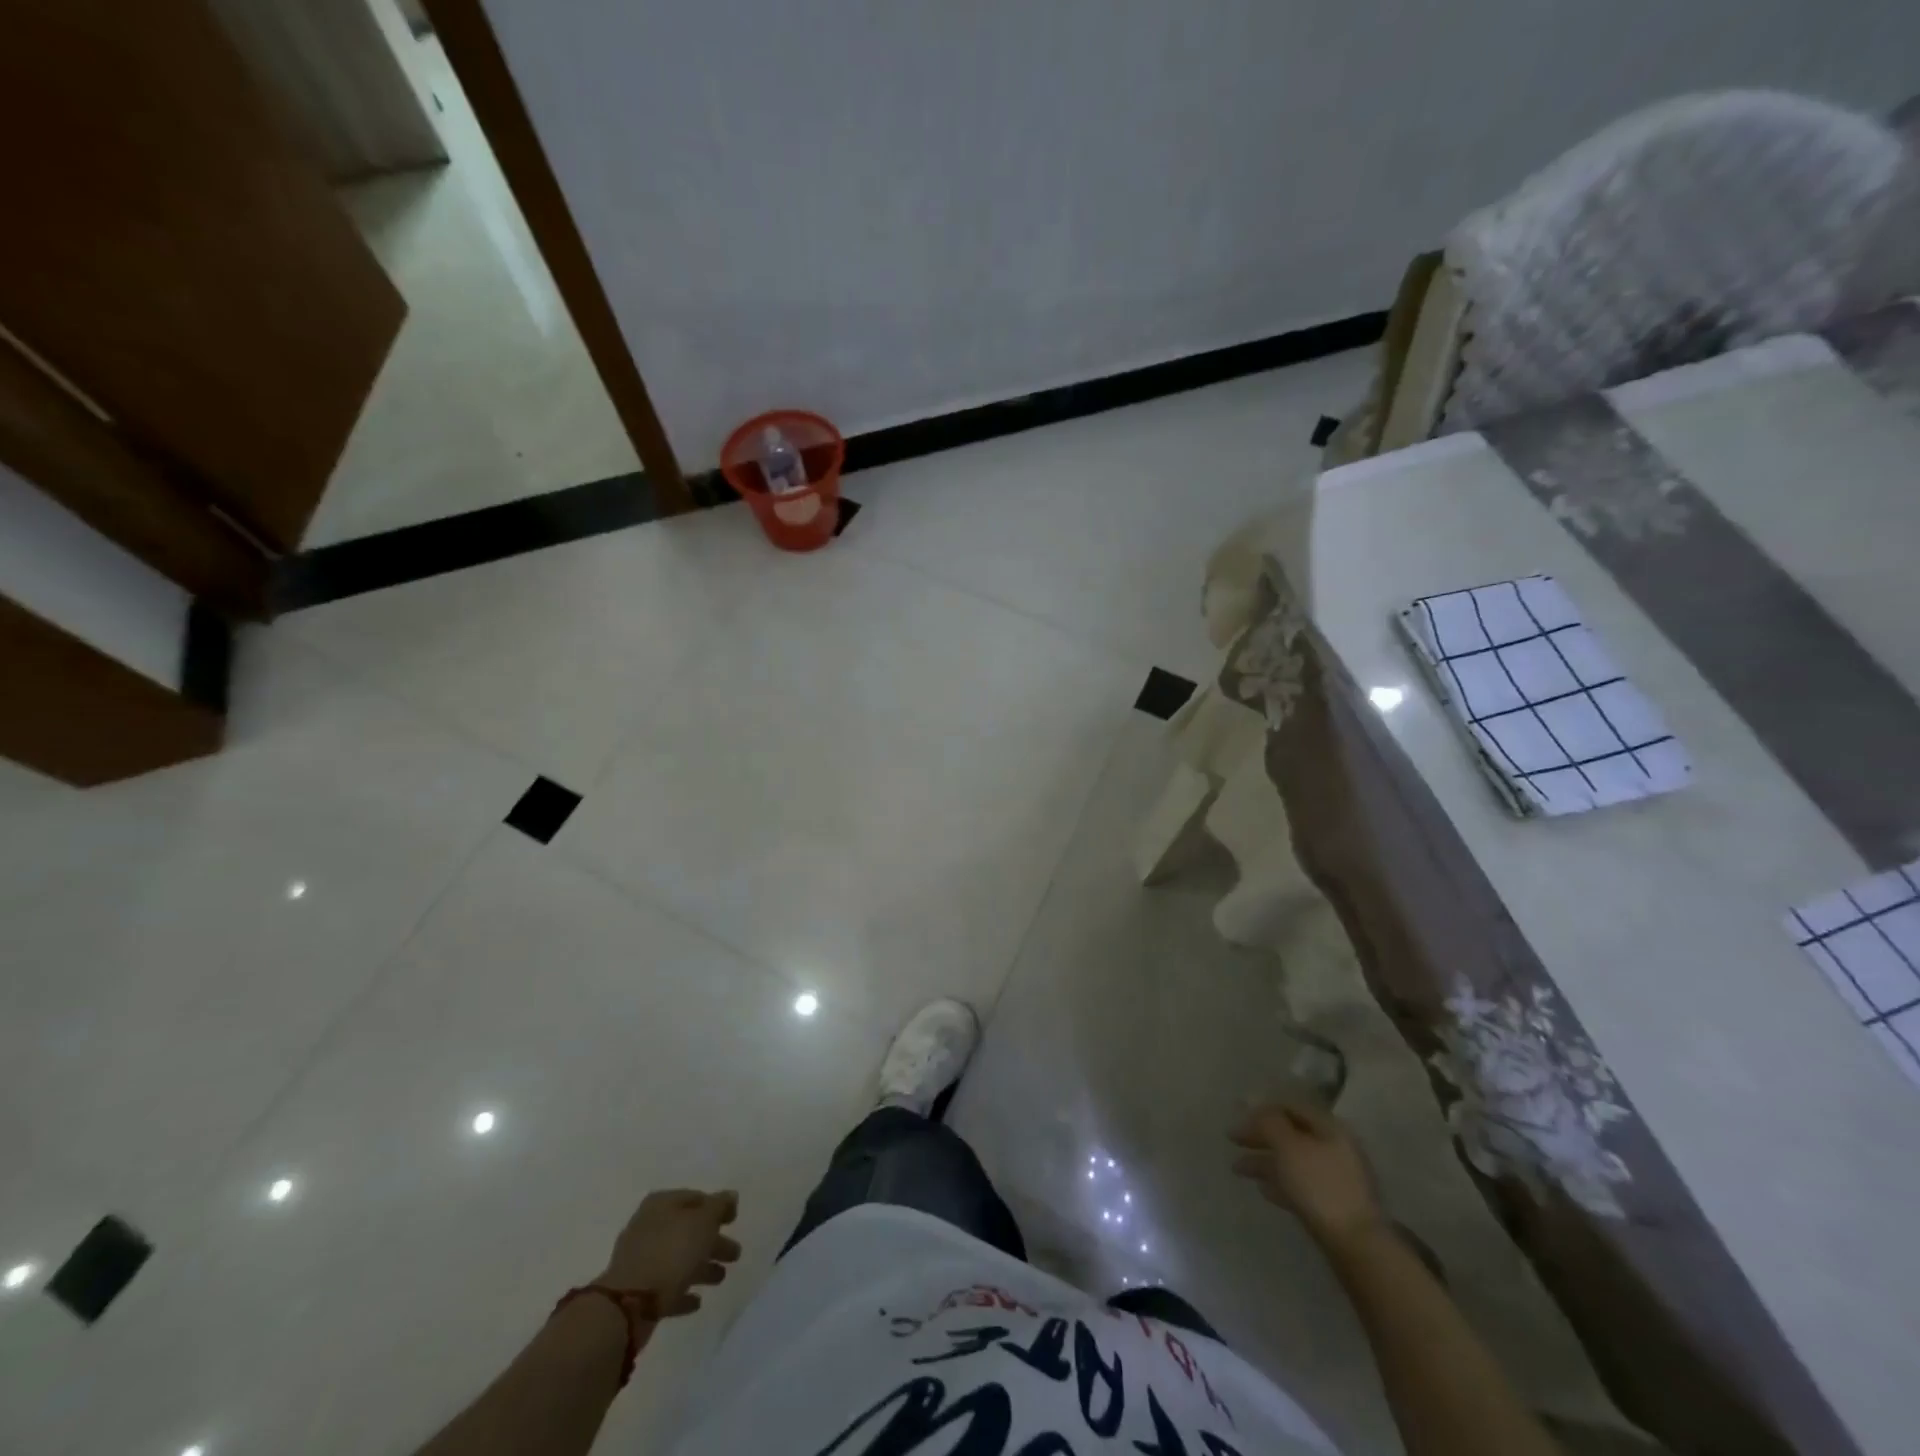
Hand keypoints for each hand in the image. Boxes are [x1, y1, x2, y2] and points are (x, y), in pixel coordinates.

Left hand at [598, 1189, 741, 1316]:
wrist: (628, 1304)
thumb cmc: (671, 1252)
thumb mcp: (703, 1222)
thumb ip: (719, 1206)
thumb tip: (730, 1196)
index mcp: (662, 1204)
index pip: (696, 1198)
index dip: (717, 1207)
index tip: (734, 1220)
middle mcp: (649, 1227)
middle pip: (689, 1230)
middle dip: (713, 1241)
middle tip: (735, 1254)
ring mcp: (641, 1261)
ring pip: (679, 1259)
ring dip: (701, 1267)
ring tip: (721, 1277)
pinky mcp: (638, 1292)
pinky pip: (667, 1287)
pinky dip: (683, 1292)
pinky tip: (697, 1301)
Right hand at [1230, 1098, 1383, 1249]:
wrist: (1356, 1245)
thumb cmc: (1319, 1186)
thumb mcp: (1288, 1146)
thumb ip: (1269, 1122)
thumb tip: (1256, 1108)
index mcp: (1328, 1127)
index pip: (1289, 1106)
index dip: (1261, 1108)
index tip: (1236, 1116)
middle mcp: (1333, 1147)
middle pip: (1290, 1133)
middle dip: (1260, 1136)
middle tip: (1232, 1140)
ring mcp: (1334, 1177)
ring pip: (1292, 1160)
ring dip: (1265, 1161)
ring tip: (1238, 1169)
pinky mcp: (1332, 1204)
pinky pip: (1299, 1184)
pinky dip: (1279, 1183)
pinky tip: (1263, 1190)